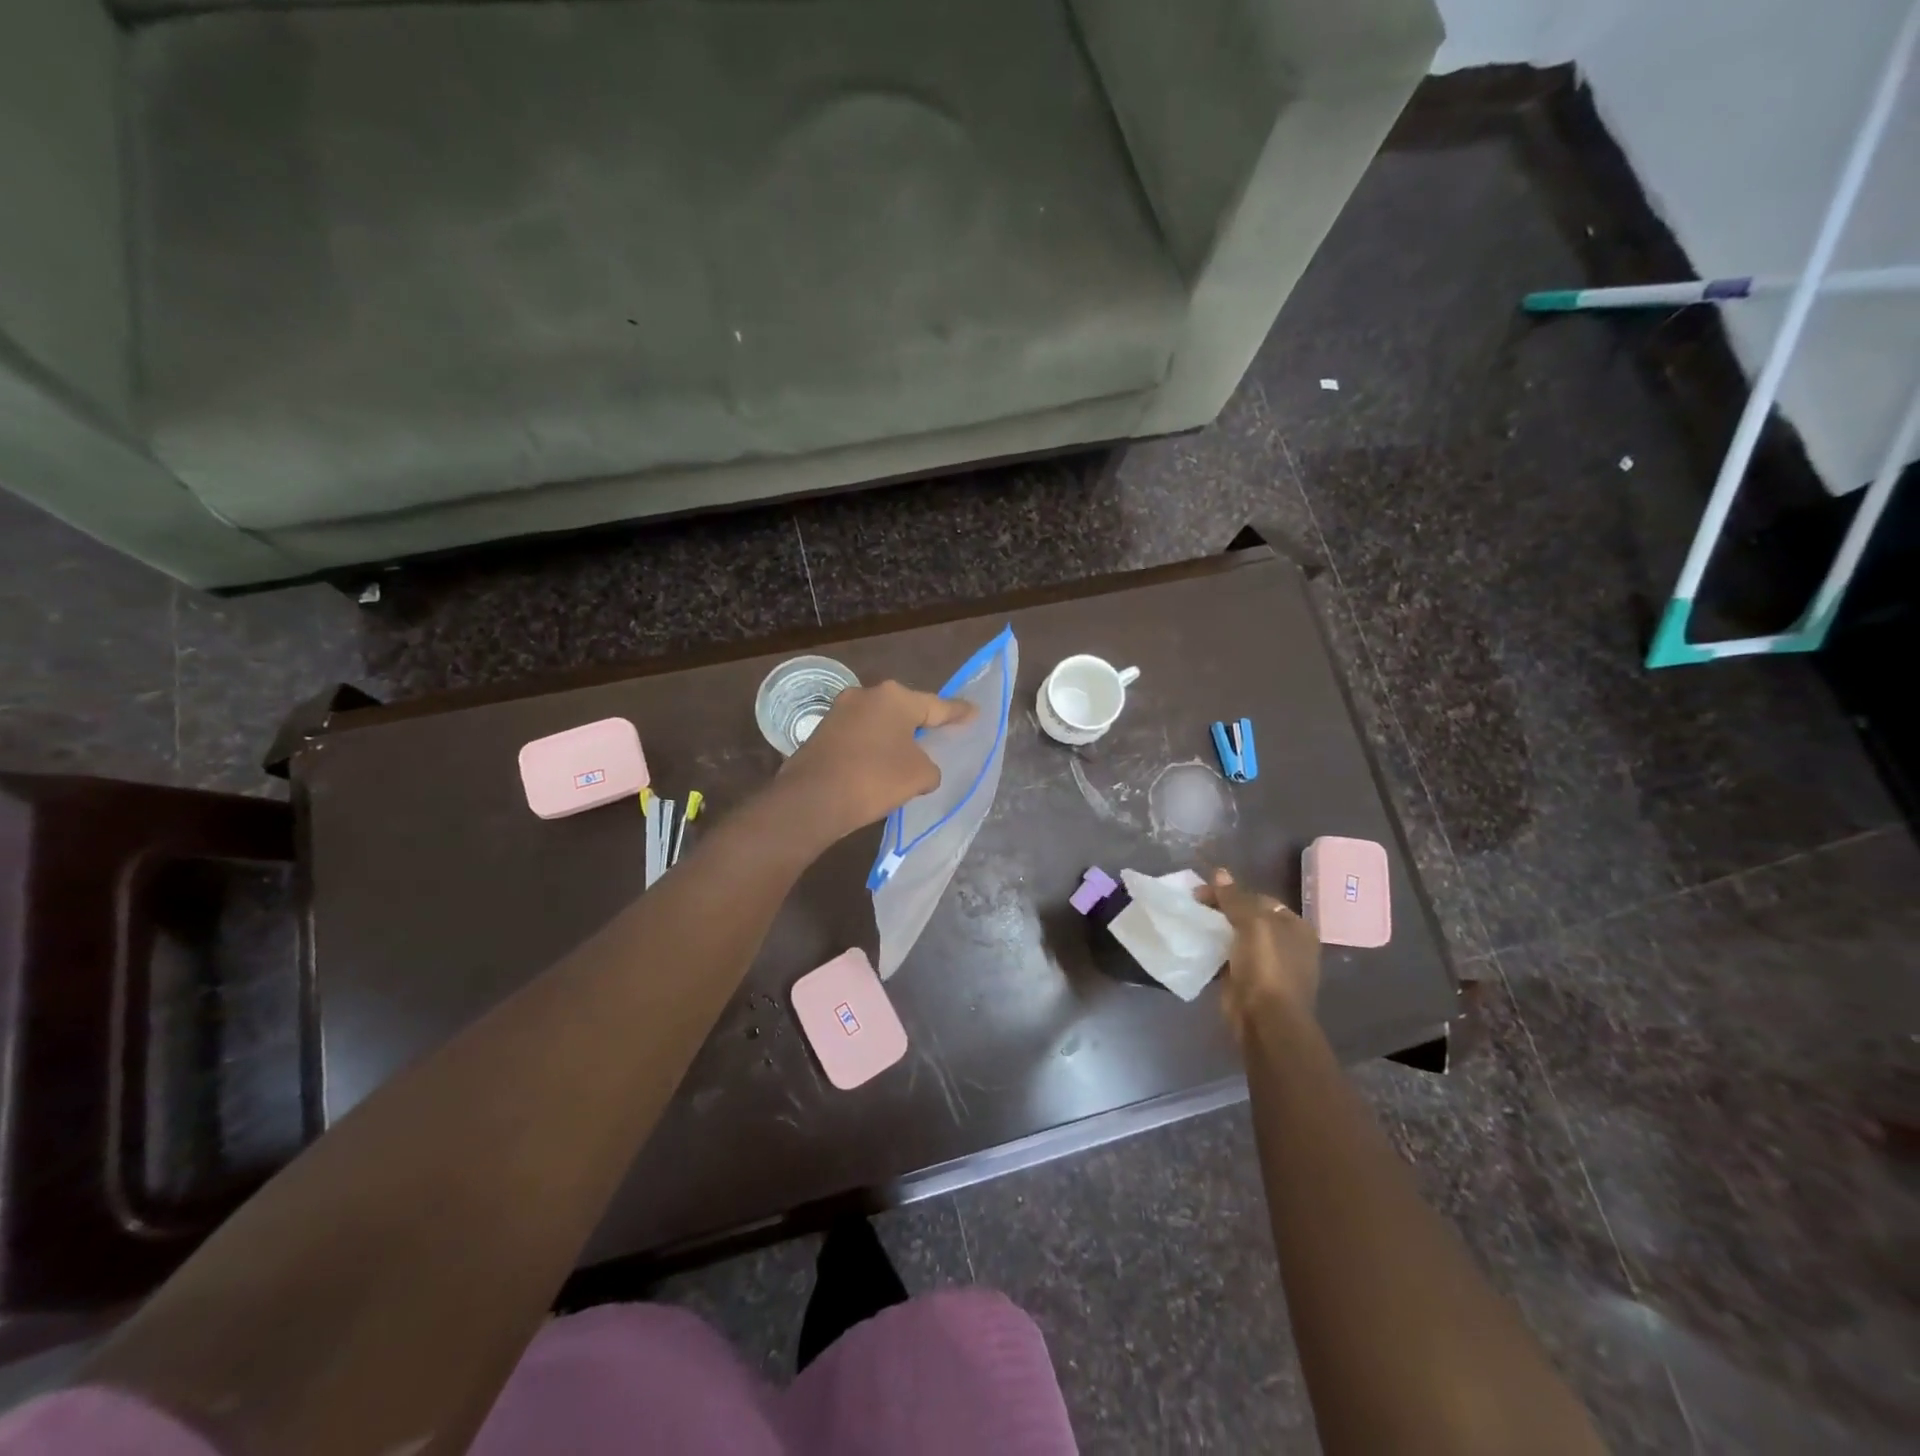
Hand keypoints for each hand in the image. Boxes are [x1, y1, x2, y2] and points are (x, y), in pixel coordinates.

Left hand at [777, 681, 975, 843]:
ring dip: (894, 737)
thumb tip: (918, 766)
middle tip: (940, 734)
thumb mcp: (919, 776)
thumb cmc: (875, 779)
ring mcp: (839, 711)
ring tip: (909, 754)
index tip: (974, 712)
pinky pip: (859, 736)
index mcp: (895, 697)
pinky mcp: (822, 732)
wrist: (812, 799)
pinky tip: (879, 765)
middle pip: (904, 709)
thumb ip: (929, 767)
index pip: (937, 705)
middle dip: (921, 722)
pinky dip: (873, 748)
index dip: (958, 713)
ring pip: (879, 722)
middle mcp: (866, 695)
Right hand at [1197, 868, 1320, 1035]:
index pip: (1259, 899)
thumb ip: (1234, 898)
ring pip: (1236, 938)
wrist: (1265, 1020)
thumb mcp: (1252, 923)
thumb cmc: (1267, 967)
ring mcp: (1267, 965)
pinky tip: (1195, 944)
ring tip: (1190, 922)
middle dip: (1221, 910)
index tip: (1203, 892)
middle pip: (1247, 917)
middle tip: (1194, 905)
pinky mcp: (1248, 982)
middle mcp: (1285, 944)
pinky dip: (1212, 951)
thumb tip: (1219, 872)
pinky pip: (1227, 958)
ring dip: (1215, 930)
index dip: (1232, 892)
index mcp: (1295, 928)